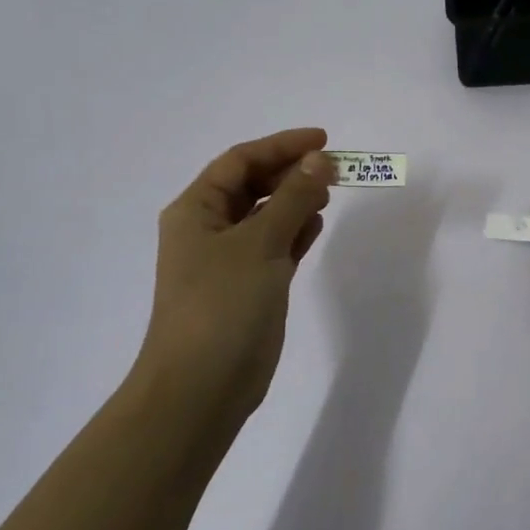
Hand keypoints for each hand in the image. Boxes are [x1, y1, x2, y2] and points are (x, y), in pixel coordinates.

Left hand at [136, 128, 335, 427]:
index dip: (281, 146)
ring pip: (266, 216)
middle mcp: (208, 229)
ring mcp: (228, 260)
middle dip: (291, 173)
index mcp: (196, 210)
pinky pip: (275, 246)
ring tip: (330, 195)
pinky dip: (296, 232)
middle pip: (252, 185)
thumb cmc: (223, 304)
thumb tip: (318, 161)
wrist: (202, 387)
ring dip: (295, 201)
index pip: (240, 161)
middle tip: (333, 170)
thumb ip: (292, 198)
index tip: (324, 141)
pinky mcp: (249, 287)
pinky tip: (318, 225)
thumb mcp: (260, 242)